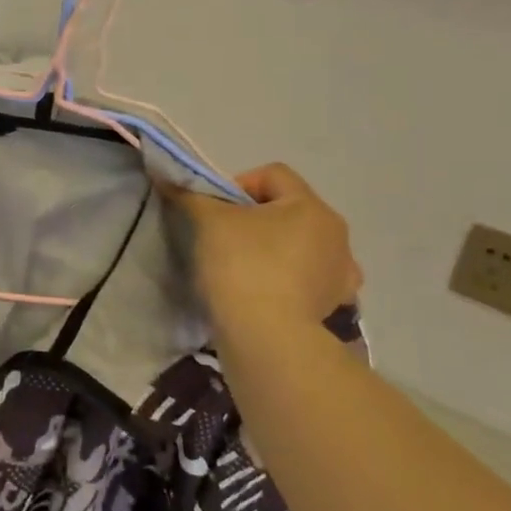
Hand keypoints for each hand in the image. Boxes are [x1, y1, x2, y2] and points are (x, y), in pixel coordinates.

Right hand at [165, 164, 361, 328]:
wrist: (267, 336)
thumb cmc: (242, 266)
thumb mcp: (208, 223)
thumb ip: (192, 196)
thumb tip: (170, 178)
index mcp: (311, 206)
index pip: (273, 175)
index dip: (238, 184)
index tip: (215, 211)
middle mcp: (336, 233)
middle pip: (288, 209)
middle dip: (256, 218)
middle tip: (224, 238)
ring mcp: (340, 272)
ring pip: (301, 244)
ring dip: (276, 248)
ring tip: (245, 268)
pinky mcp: (334, 304)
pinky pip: (309, 279)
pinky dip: (290, 280)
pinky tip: (268, 292)